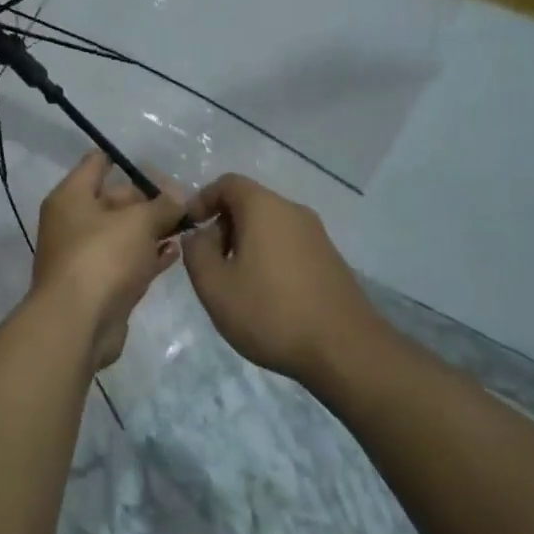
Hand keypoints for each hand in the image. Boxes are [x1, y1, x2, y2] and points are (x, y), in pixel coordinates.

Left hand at [33, 152, 184, 367]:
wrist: (78, 323)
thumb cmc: (103, 257)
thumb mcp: (139, 222)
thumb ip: (162, 205)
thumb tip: (177, 197)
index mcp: (71, 197)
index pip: (96, 163)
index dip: (123, 159)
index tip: (156, 162)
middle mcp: (73, 222)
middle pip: (113, 199)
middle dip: (148, 198)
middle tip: (185, 199)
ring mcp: (85, 256)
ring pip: (123, 233)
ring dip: (152, 228)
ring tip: (187, 223)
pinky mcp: (100, 285)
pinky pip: (127, 261)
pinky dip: (148, 256)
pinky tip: (175, 252)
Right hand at [181, 173, 374, 383]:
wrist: (345, 350)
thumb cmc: (270, 312)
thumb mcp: (214, 286)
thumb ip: (196, 252)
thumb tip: (198, 235)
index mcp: (264, 207)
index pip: (227, 183)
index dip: (202, 200)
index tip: (189, 229)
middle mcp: (293, 211)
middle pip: (249, 203)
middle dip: (223, 226)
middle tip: (209, 263)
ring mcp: (317, 235)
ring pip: (270, 226)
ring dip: (245, 245)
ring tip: (235, 283)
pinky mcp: (330, 259)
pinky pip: (289, 245)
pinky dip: (269, 257)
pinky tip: (266, 296)